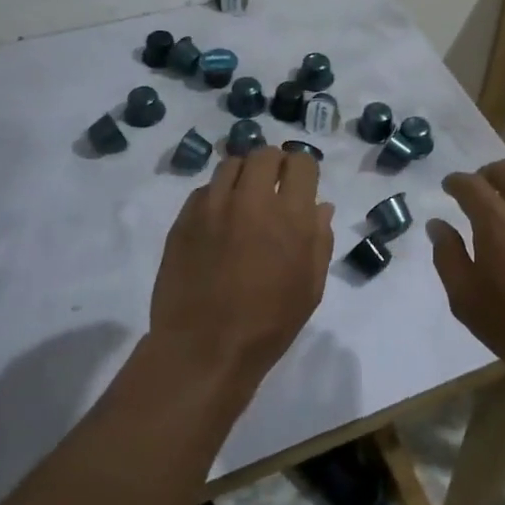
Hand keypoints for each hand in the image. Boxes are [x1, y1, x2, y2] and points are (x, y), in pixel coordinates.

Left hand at [149, 149, 333, 389]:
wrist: (204, 350)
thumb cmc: (268, 325)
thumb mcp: (310, 288)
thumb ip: (320, 240)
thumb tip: (320, 207)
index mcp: (290, 216)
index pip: (300, 162)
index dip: (302, 169)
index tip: (300, 183)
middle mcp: (251, 200)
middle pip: (263, 154)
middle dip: (273, 164)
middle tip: (273, 185)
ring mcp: (213, 206)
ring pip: (230, 165)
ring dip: (243, 175)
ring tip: (244, 198)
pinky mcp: (184, 218)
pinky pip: (204, 190)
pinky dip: (216, 196)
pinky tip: (218, 220)